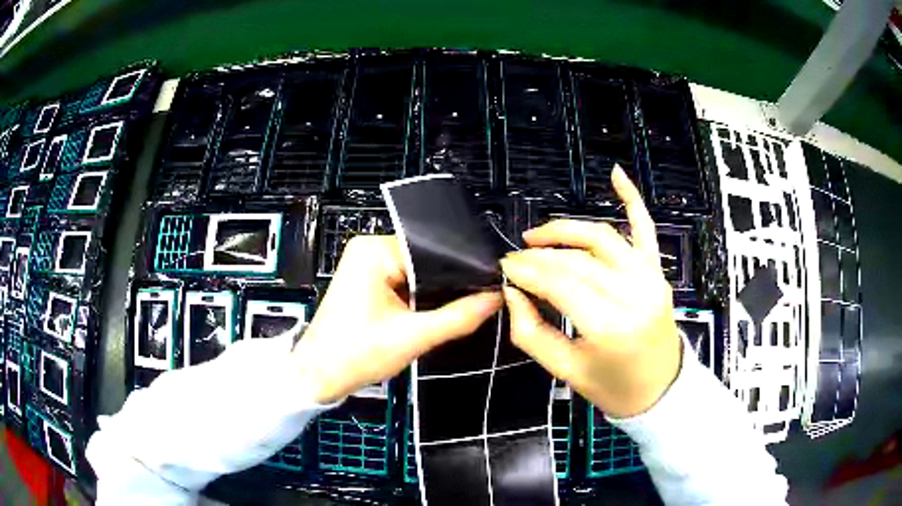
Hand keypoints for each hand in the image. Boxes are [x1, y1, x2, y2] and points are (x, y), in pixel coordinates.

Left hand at [294, 235, 501, 403]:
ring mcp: (366, 263)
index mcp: (375, 251)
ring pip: (417, 271)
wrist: (319, 374)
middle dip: (447, 284)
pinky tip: (427, 312)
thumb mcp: (413, 338)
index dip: (462, 271)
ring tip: (451, 311)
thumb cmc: (355, 355)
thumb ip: (458, 317)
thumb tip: (494, 298)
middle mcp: (369, 248)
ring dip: (431, 292)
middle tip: (473, 304)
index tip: (487, 289)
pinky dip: (417, 296)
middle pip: (426, 259)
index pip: (433, 250)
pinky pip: (403, 279)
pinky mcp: (366, 278)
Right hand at [500, 165, 680, 417]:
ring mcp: (650, 278)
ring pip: (601, 238)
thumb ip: (530, 331)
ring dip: (566, 229)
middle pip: (577, 260)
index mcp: (609, 326)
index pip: (558, 283)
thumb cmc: (612, 387)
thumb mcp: (564, 371)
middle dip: (539, 255)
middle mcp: (633, 294)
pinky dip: (633, 199)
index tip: (503, 269)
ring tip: (538, 236)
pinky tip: (617, 174)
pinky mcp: (658, 271)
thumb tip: (511, 293)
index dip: (525, 271)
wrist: (660, 390)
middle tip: (514, 259)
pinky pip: (646, 229)